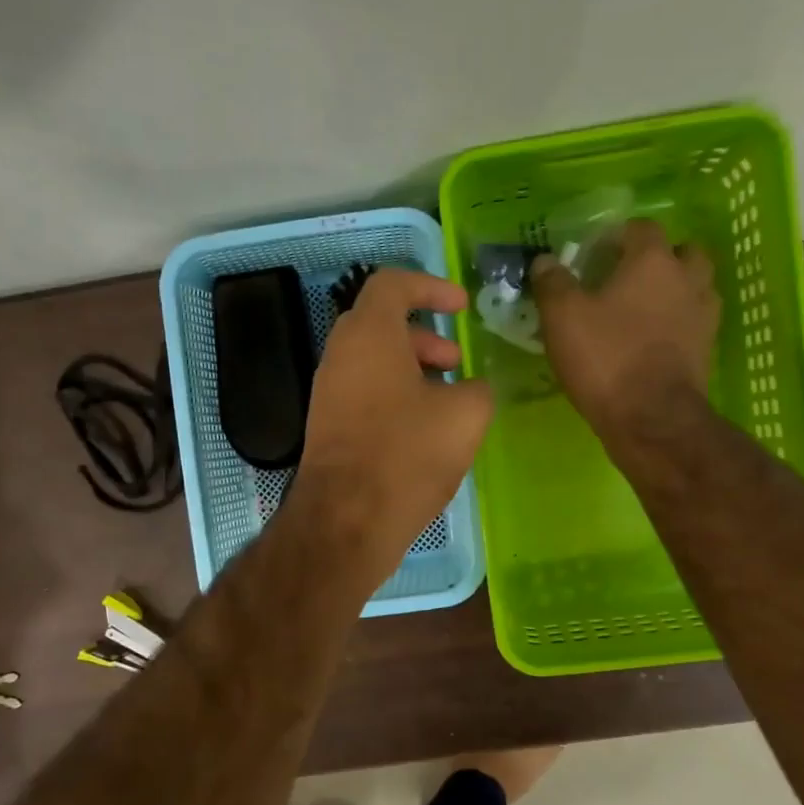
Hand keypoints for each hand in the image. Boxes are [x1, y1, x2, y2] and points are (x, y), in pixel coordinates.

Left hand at [294, 269, 492, 586]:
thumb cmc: (408, 454)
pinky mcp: (327, 426)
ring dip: (412, 368)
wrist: (348, 520)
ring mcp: (328, 392)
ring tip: (446, 399)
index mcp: (369, 334)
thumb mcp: (466, 415)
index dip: (431, 286)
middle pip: (381, 324)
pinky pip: (364, 392)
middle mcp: (340, 355)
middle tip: (455, 361)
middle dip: (424, 335)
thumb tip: (467, 390)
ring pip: (373, 361)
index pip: (393, 283)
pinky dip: (395, 395)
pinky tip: (423, 429)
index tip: (461, 306)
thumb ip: (476, 388)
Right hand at [531, 219, 720, 443]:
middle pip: (681, 253)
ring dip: (673, 290)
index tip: (593, 255)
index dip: (617, 236)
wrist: (651, 419)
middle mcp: (687, 279)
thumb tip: (545, 261)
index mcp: (653, 261)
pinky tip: (652, 340)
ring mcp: (703, 315)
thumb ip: (553, 283)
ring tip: (641, 310)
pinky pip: (693, 322)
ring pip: (694, 287)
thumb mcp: (562, 318)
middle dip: (656, 259)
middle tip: (625, 279)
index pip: (641, 228)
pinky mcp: (706, 349)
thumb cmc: (606, 359)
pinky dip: (677, 323)